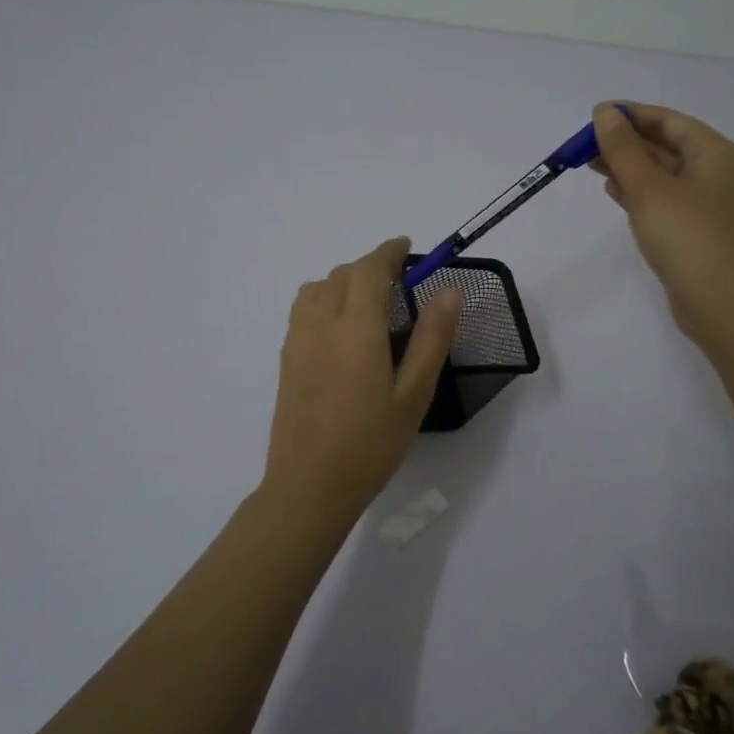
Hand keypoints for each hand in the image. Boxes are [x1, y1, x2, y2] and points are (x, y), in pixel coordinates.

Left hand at [261, 238, 462, 526]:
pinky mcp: (286, 360)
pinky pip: (303, 310)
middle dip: (370, 268)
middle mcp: (320, 323)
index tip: (407, 247)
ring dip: (343, 282)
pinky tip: (341, 332)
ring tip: (369, 306)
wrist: (309, 486)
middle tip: (400, 286)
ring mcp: (297, 341)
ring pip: (317, 288)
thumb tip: (448, 290)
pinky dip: (324, 301)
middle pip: (342, 274)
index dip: (389, 251)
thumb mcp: (414, 393)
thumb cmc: (370, 443)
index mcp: (355, 327)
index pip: (369, 268)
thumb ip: (432, 338)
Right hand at [589, 102, 733, 346]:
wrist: (722, 302)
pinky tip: (612, 191)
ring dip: (628, 167)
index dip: (631, 115)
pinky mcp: (694, 230)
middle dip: (625, 142)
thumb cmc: (687, 236)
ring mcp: (705, 204)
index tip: (594, 116)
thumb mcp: (649, 187)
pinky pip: (662, 199)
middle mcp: (714, 172)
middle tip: (584, 145)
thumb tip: (605, 113)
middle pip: (664, 145)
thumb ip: (624, 149)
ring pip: (660, 174)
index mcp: (713, 153)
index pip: (668, 120)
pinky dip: (637, 192)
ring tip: (590, 165)